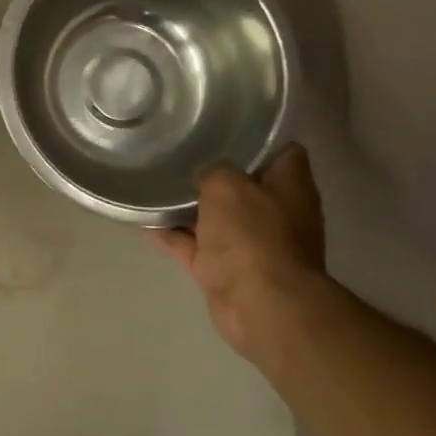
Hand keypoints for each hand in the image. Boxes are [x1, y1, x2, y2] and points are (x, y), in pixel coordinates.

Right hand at [150, 143, 327, 363]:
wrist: (258, 305)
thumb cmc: (252, 234)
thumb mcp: (226, 184)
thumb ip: (213, 171)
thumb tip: (205, 176)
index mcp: (291, 187)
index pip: (285, 153)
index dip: (260, 140)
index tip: (228, 130)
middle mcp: (276, 215)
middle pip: (246, 186)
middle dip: (217, 174)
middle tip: (183, 153)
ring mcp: (251, 246)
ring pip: (217, 219)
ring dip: (191, 207)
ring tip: (157, 183)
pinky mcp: (225, 272)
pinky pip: (193, 247)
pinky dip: (172, 236)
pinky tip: (144, 220)